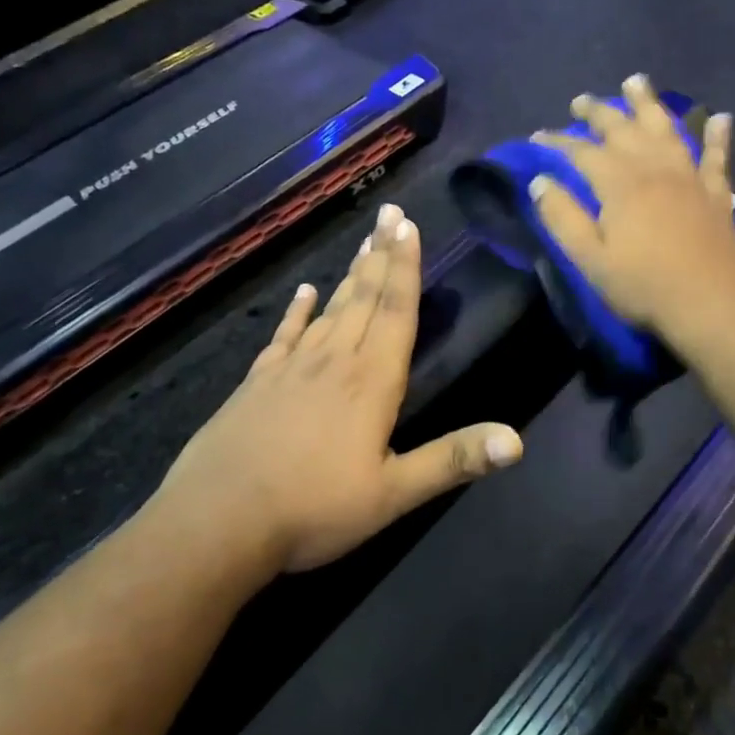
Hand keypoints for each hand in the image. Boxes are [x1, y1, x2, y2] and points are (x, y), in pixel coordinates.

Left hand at [156, 203, 522, 572]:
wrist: (218, 522)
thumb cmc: (314, 509)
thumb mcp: (393, 494)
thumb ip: (453, 460)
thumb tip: (517, 440)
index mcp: (372, 381)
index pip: (396, 311)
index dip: (406, 267)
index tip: (408, 226)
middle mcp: (335, 361)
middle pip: (365, 297)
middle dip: (382, 254)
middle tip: (390, 213)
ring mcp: (292, 368)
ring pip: (331, 309)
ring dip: (351, 274)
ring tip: (364, 241)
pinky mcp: (258, 382)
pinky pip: (285, 335)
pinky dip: (297, 311)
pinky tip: (304, 292)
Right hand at [529, 74, 734, 348]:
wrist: (709, 307)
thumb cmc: (643, 287)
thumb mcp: (590, 259)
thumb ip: (563, 217)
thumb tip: (540, 181)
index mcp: (620, 184)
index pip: (582, 152)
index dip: (558, 141)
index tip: (538, 135)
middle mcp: (655, 169)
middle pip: (623, 129)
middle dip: (599, 112)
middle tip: (581, 101)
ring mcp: (689, 178)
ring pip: (667, 129)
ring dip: (649, 104)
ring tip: (636, 82)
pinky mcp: (716, 194)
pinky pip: (716, 157)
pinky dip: (718, 136)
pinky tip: (720, 117)